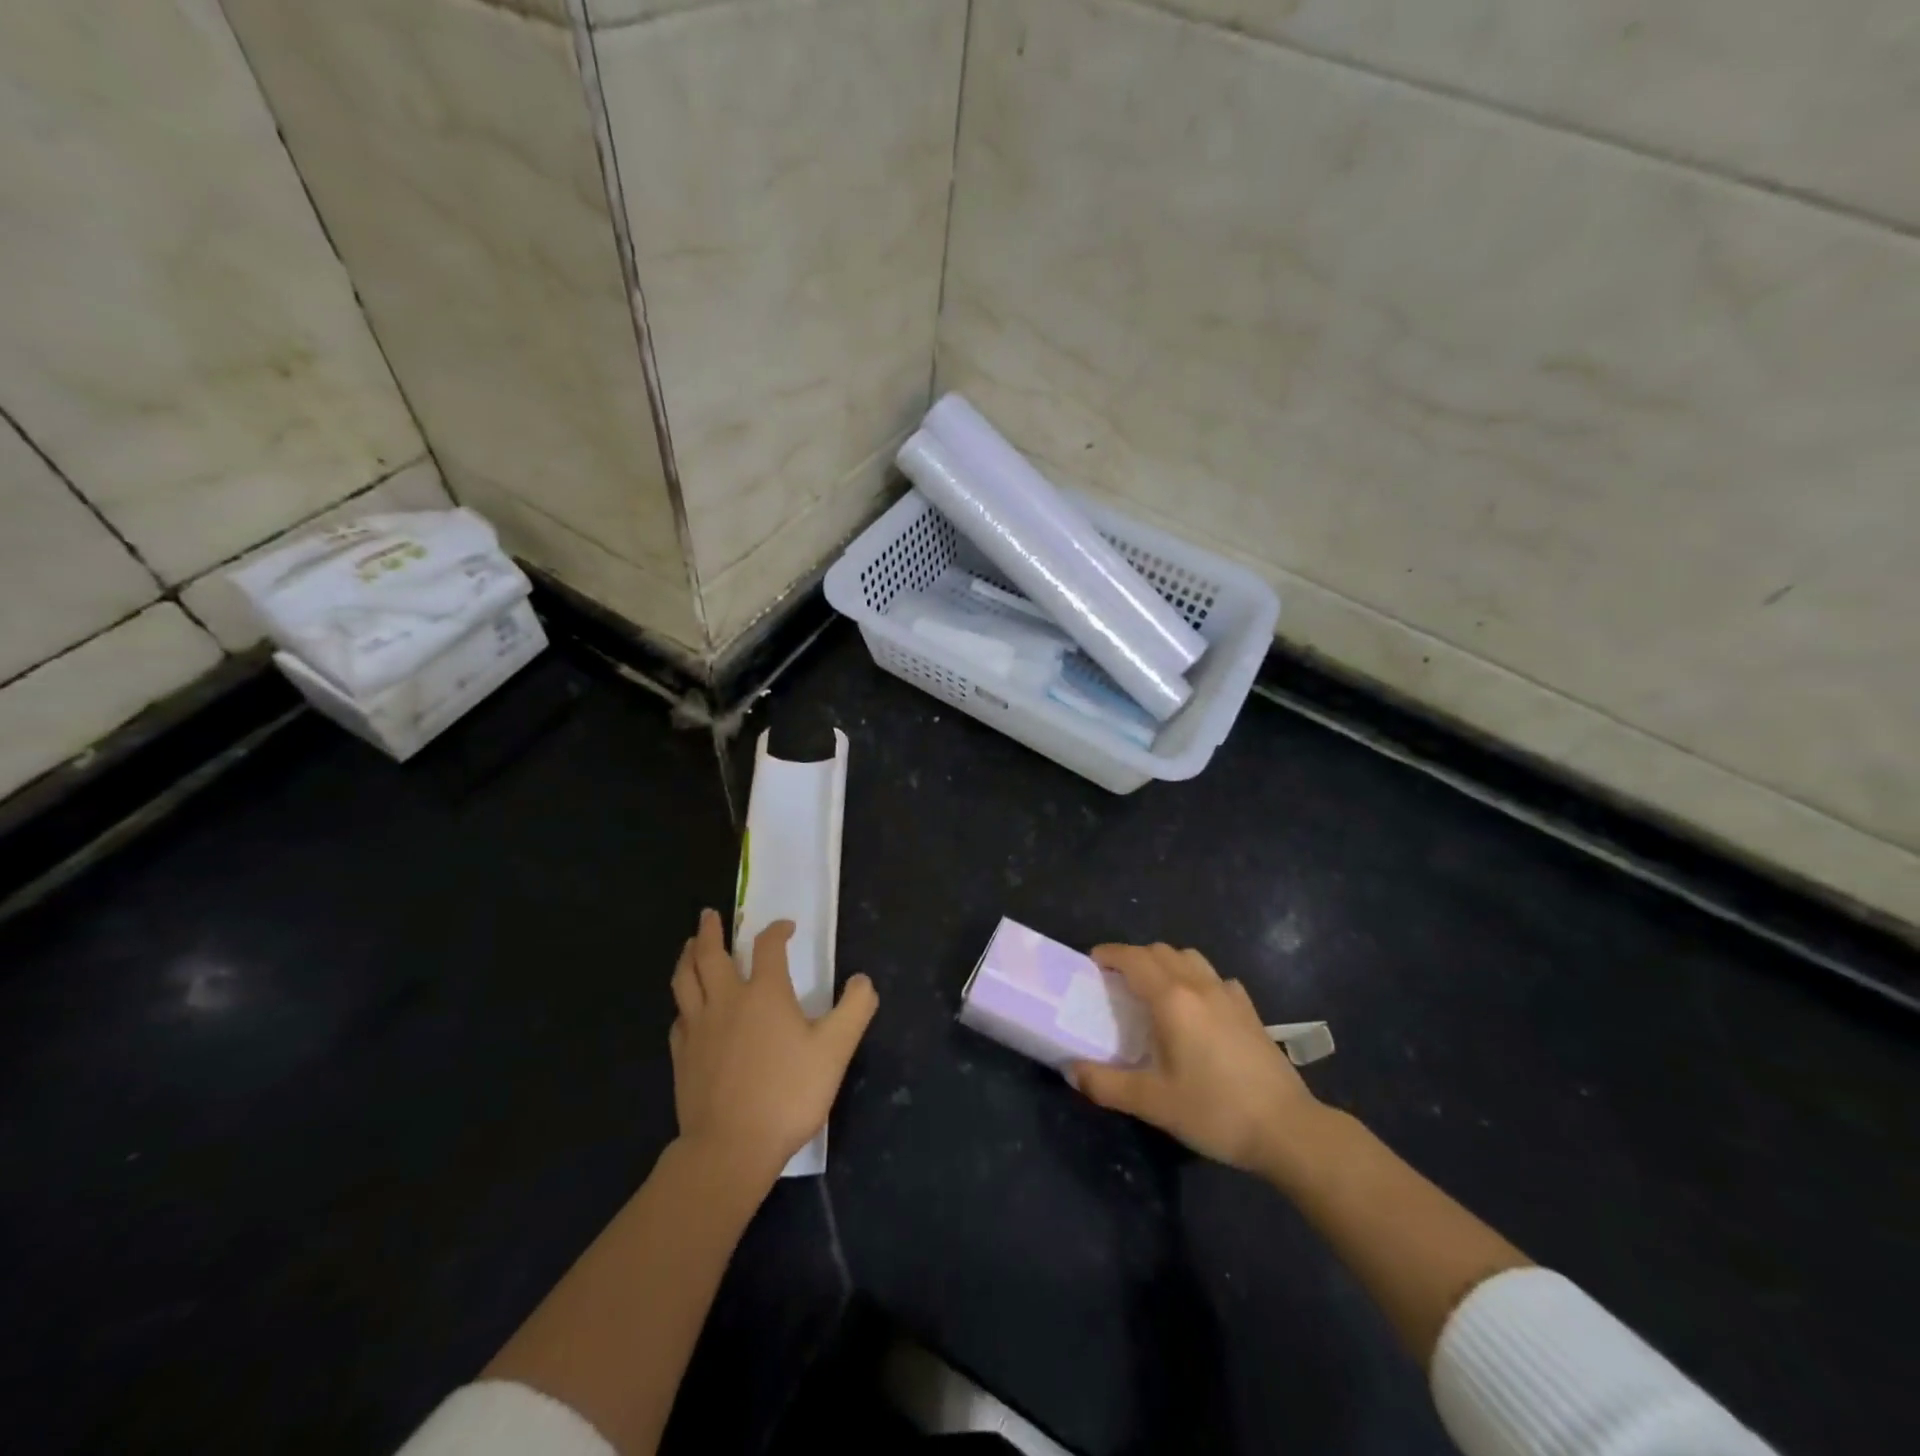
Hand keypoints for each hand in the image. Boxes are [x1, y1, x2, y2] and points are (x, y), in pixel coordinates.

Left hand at [669, 908, 877, 1185]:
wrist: (731, 1148)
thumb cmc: (788, 1093)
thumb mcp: (835, 1050)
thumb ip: (854, 1009)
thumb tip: (862, 980)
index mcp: (764, 992)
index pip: (768, 946)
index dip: (778, 931)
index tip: (786, 928)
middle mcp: (726, 1000)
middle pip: (709, 954)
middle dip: (710, 930)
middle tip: (710, 915)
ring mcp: (698, 1027)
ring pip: (685, 980)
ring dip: (687, 957)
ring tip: (688, 946)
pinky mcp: (682, 1056)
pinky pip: (679, 1017)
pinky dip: (684, 1003)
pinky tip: (687, 1008)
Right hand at [1069, 941, 1325, 1177]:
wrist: (1287, 1129)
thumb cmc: (1215, 1111)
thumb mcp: (1153, 1103)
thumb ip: (1106, 1084)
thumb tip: (1071, 1070)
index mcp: (1171, 999)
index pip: (1133, 958)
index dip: (1110, 954)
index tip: (1092, 962)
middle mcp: (1199, 986)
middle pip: (1160, 951)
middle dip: (1134, 957)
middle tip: (1116, 981)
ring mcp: (1229, 995)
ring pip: (1190, 958)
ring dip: (1165, 962)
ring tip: (1154, 989)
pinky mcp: (1250, 1010)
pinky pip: (1215, 978)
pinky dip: (1196, 979)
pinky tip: (1198, 1007)